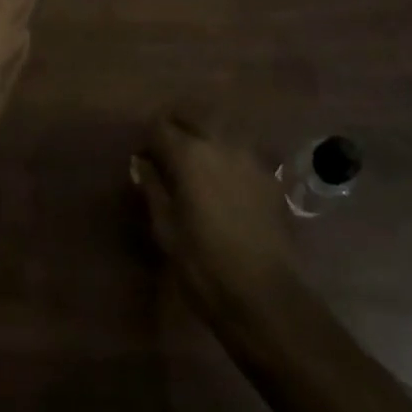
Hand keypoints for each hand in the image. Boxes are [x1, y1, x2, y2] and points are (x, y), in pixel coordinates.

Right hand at [132, 113, 300, 329]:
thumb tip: (141, 164)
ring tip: (196, 164)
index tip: (143, 159)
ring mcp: (249, 156)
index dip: (147, 140)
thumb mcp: (166, 230)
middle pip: (192, 116)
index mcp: (189, 154)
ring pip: (220, 129)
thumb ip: (153, 189)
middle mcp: (220, 143)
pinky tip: (224, 180)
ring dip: (203, 136)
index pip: (159, 126)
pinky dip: (227, 155)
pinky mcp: (269, 175)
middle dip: (176, 127)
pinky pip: (241, 151)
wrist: (265, 295)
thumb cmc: (204, 266)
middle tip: (166, 153)